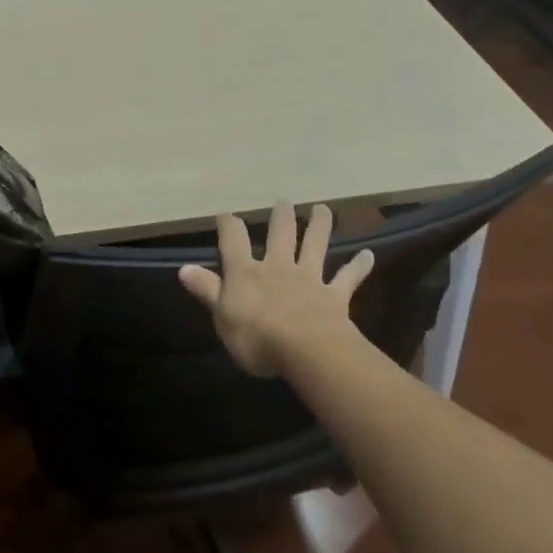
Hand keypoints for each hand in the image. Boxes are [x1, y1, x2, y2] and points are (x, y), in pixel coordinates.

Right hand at [178, 202, 374, 376]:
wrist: (305, 351)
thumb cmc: (256, 336)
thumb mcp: (222, 316)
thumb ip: (207, 290)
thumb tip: (183, 268)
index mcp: (246, 272)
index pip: (233, 240)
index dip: (228, 225)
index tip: (225, 214)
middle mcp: (278, 267)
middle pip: (280, 234)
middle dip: (280, 216)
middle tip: (283, 201)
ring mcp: (308, 279)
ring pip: (314, 246)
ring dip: (319, 226)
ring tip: (324, 209)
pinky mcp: (334, 296)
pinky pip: (347, 278)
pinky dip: (358, 266)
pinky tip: (369, 255)